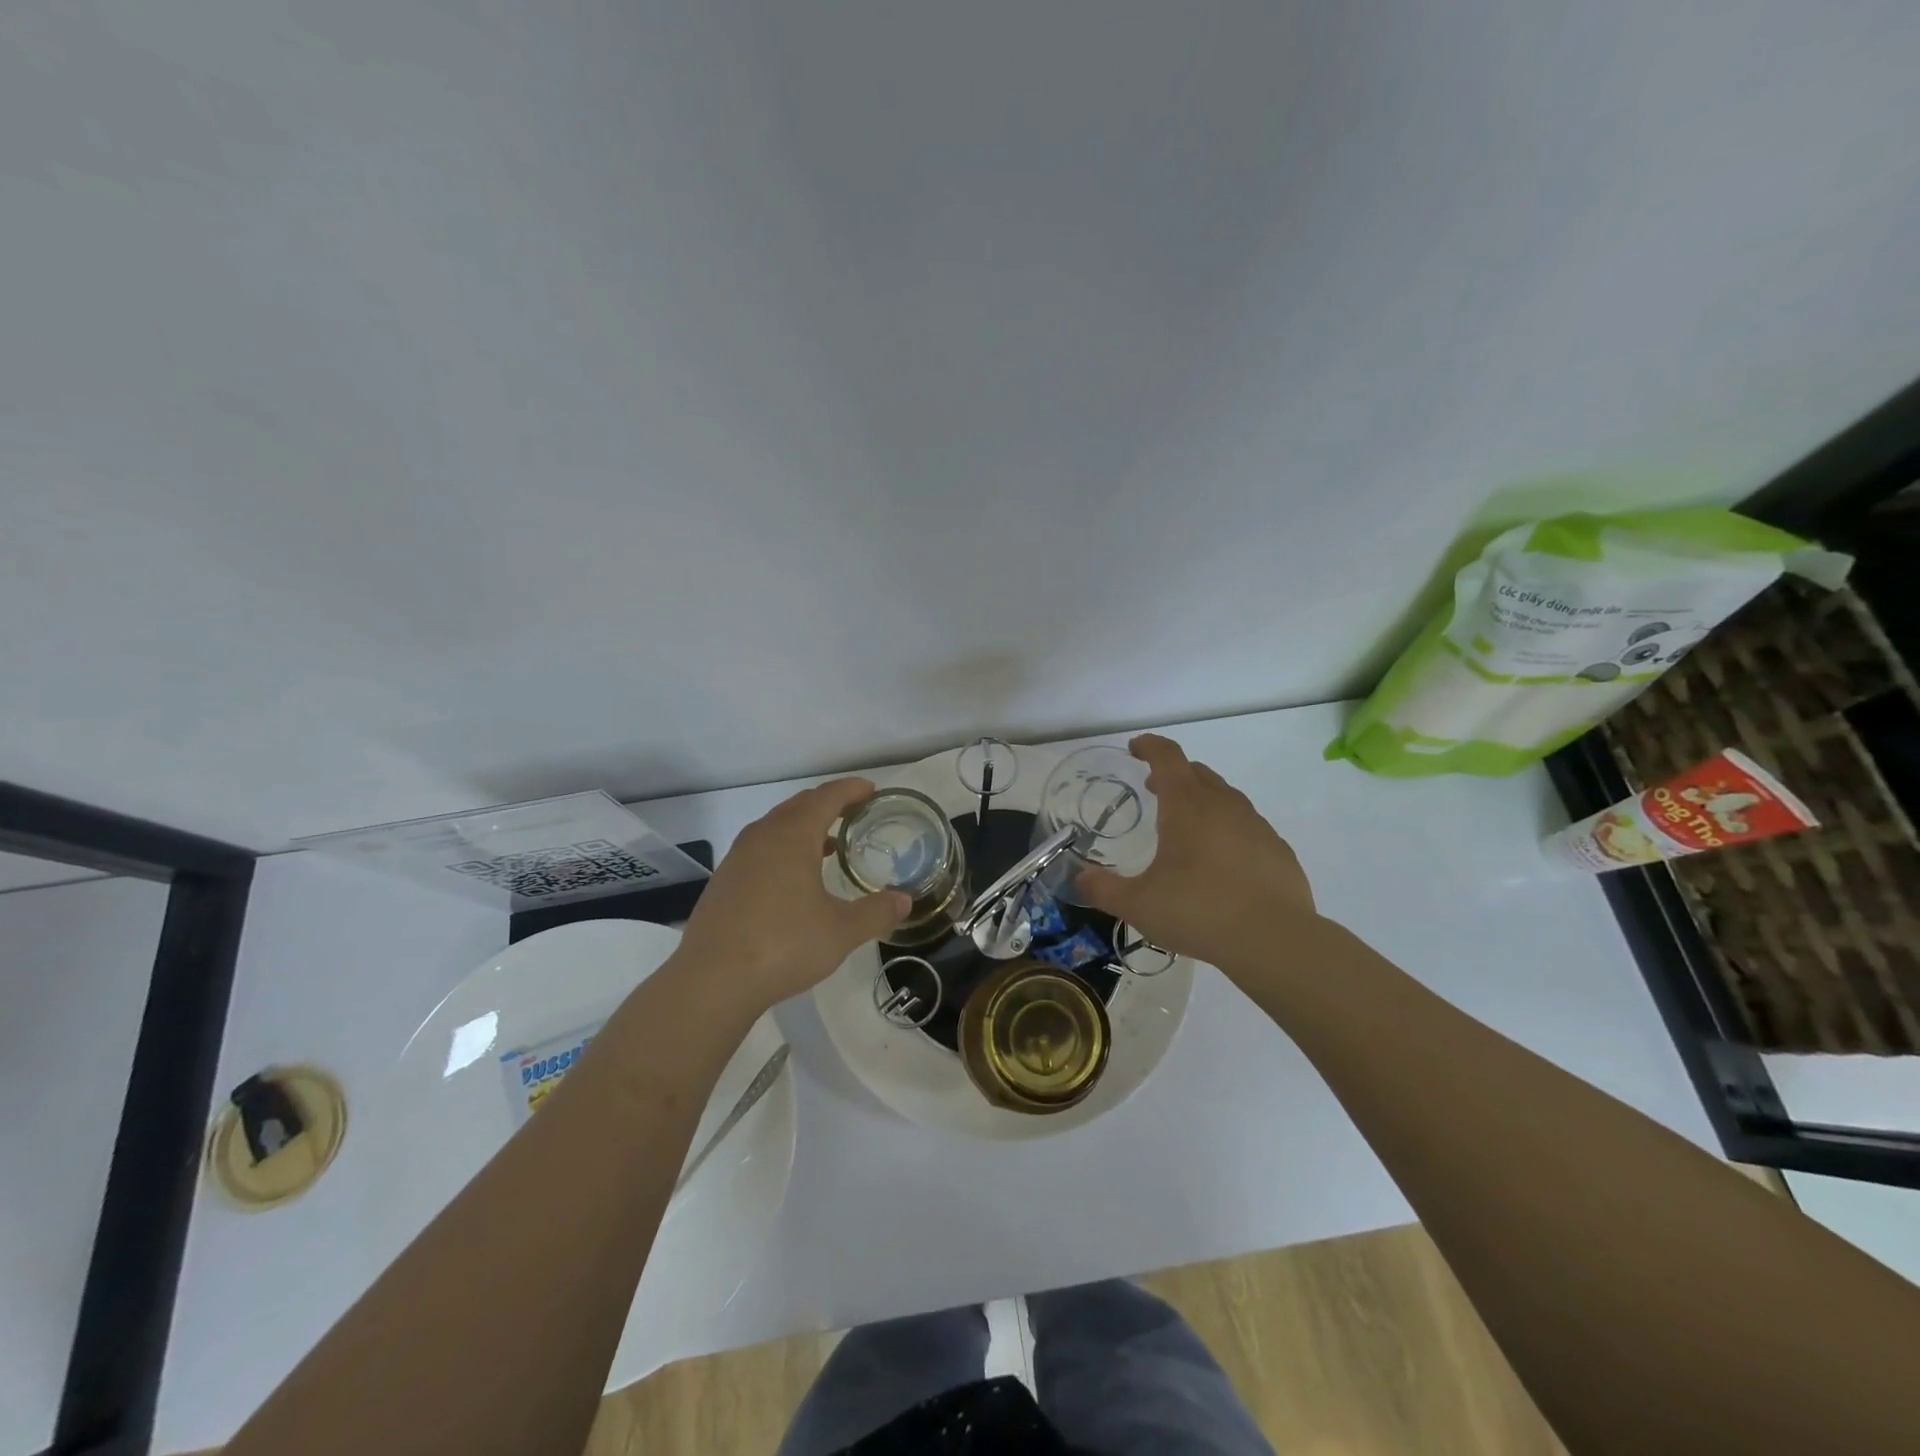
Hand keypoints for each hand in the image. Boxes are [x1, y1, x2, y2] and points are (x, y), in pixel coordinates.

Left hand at [675, 778, 908, 1011]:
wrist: (711, 981)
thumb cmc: (783, 945)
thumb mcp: (841, 931)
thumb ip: (876, 912)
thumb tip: (904, 901)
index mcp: (792, 835)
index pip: (827, 797)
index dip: (851, 789)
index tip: (872, 791)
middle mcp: (762, 836)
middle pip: (800, 805)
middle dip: (829, 804)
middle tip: (856, 814)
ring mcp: (738, 858)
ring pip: (777, 827)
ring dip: (805, 828)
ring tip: (832, 845)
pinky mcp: (724, 881)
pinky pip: (761, 849)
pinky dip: (785, 849)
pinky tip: (796, 879)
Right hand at [1078, 735, 1315, 973]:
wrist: (1274, 940)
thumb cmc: (1198, 911)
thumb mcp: (1138, 904)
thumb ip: (1104, 889)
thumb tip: (1080, 878)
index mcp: (1186, 806)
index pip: (1167, 757)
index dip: (1149, 746)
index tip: (1136, 747)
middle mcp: (1223, 805)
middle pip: (1197, 772)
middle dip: (1173, 774)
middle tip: (1154, 789)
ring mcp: (1256, 826)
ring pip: (1225, 798)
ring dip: (1202, 800)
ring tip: (1186, 827)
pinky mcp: (1278, 850)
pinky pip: (1247, 827)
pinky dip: (1228, 830)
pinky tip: (1222, 861)